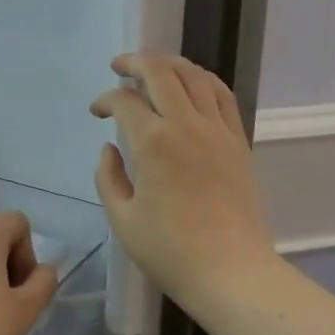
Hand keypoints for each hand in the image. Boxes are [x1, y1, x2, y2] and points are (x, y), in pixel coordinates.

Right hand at [91, 53, 276, 311]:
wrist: (232, 271)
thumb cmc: (171, 252)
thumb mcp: (123, 220)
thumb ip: (108, 178)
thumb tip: (110, 148)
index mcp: (153, 143)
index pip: (125, 101)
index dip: (105, 99)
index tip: (97, 112)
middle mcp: (187, 124)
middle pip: (161, 72)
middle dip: (135, 62)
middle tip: (119, 66)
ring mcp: (218, 129)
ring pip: (195, 75)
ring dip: (170, 64)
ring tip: (153, 68)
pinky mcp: (238, 140)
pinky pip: (222, 95)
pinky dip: (203, 80)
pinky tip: (192, 84)